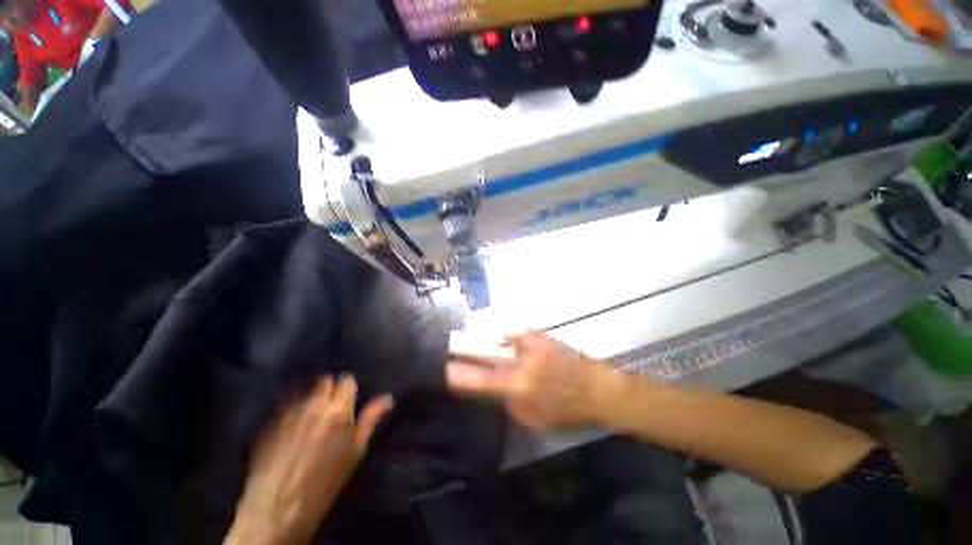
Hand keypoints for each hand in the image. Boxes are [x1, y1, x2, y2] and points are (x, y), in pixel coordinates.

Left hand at [226, 375, 393, 544]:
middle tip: (332, 410)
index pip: (347, 380)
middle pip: (324, 381)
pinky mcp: (270, 422)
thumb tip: (388, 398)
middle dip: (330, 390)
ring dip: (311, 399)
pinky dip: (293, 410)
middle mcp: (313, 403)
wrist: (278, 506)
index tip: (350, 401)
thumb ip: (371, 418)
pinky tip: (292, 430)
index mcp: (338, 408)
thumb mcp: (356, 450)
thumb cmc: (326, 480)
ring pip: (305, 392)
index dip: (349, 388)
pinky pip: (286, 405)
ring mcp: (289, 411)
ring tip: (311, 420)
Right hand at [446, 332, 618, 428]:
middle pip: (488, 353)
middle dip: (470, 350)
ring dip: (494, 345)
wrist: (597, 388)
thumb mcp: (533, 419)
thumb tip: (496, 388)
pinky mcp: (541, 336)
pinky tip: (512, 343)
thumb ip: (509, 402)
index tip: (448, 370)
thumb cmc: (567, 411)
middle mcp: (522, 361)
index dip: (463, 375)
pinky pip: (517, 335)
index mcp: (520, 387)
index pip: (483, 380)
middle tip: (456, 348)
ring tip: (490, 346)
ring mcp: (532, 344)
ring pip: (502, 341)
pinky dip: (511, 339)